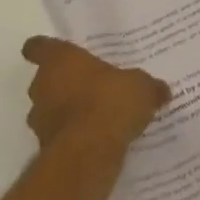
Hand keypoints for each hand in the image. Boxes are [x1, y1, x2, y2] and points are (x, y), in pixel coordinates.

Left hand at [20, 37, 169, 159]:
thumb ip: (148, 86)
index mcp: (60, 61)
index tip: (61, 52)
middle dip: (68, 83)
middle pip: (48, 79)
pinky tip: (101, 138)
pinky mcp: (46, 146)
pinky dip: (76, 135)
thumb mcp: (142, 87)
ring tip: (101, 116)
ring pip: (52, 108)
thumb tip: (160, 90)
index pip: (38, 47)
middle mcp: (42, 86)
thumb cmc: (110, 102)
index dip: (46, 48)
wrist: (88, 152)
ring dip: (70, 111)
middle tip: (96, 85)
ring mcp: (40, 118)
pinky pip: (62, 134)